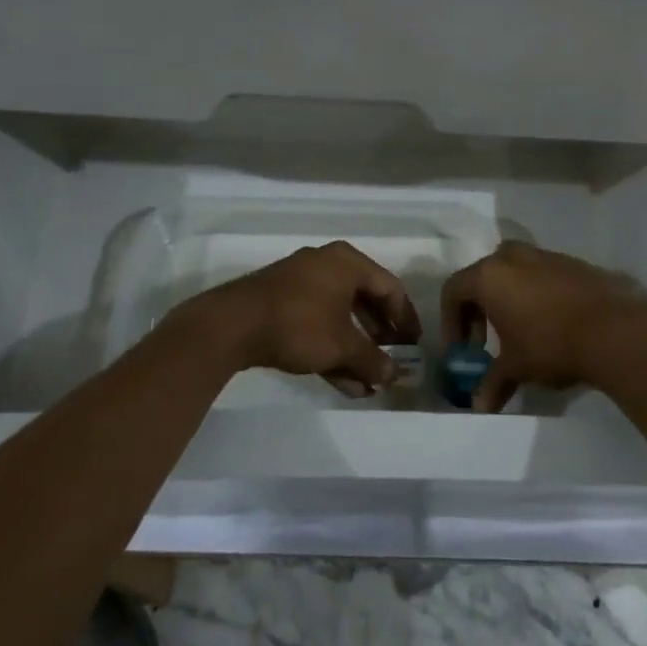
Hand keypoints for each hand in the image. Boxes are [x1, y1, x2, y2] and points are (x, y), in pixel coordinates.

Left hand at [171, 241, 421, 395]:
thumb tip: (393, 376)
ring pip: (339, 317)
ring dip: (355, 349)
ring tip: (368, 382)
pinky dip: (331, 348)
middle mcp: (326, 265)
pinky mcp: (280, 304)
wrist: (232, 325)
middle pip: (364, 301)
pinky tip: (343, 382)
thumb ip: (372, 360)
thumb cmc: (299, 324)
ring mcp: (300, 284)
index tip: (414, 344)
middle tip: (392, 361)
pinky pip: (317, 324)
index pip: (389, 287)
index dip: (406, 318)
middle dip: (379, 337)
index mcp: (347, 263)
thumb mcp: (342, 345)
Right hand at [440, 242, 646, 411]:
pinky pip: (542, 275)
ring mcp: (545, 256)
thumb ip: (493, 383)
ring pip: (514, 272)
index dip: (451, 321)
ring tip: (520, 333)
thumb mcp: (516, 367)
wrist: (615, 329)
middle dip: (479, 309)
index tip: (462, 350)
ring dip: (509, 299)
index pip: (453, 290)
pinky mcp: (573, 263)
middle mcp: (512, 257)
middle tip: (486, 341)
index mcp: (489, 276)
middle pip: (483, 276)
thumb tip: (479, 406)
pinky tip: (552, 324)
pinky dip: (537, 295)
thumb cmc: (551, 344)